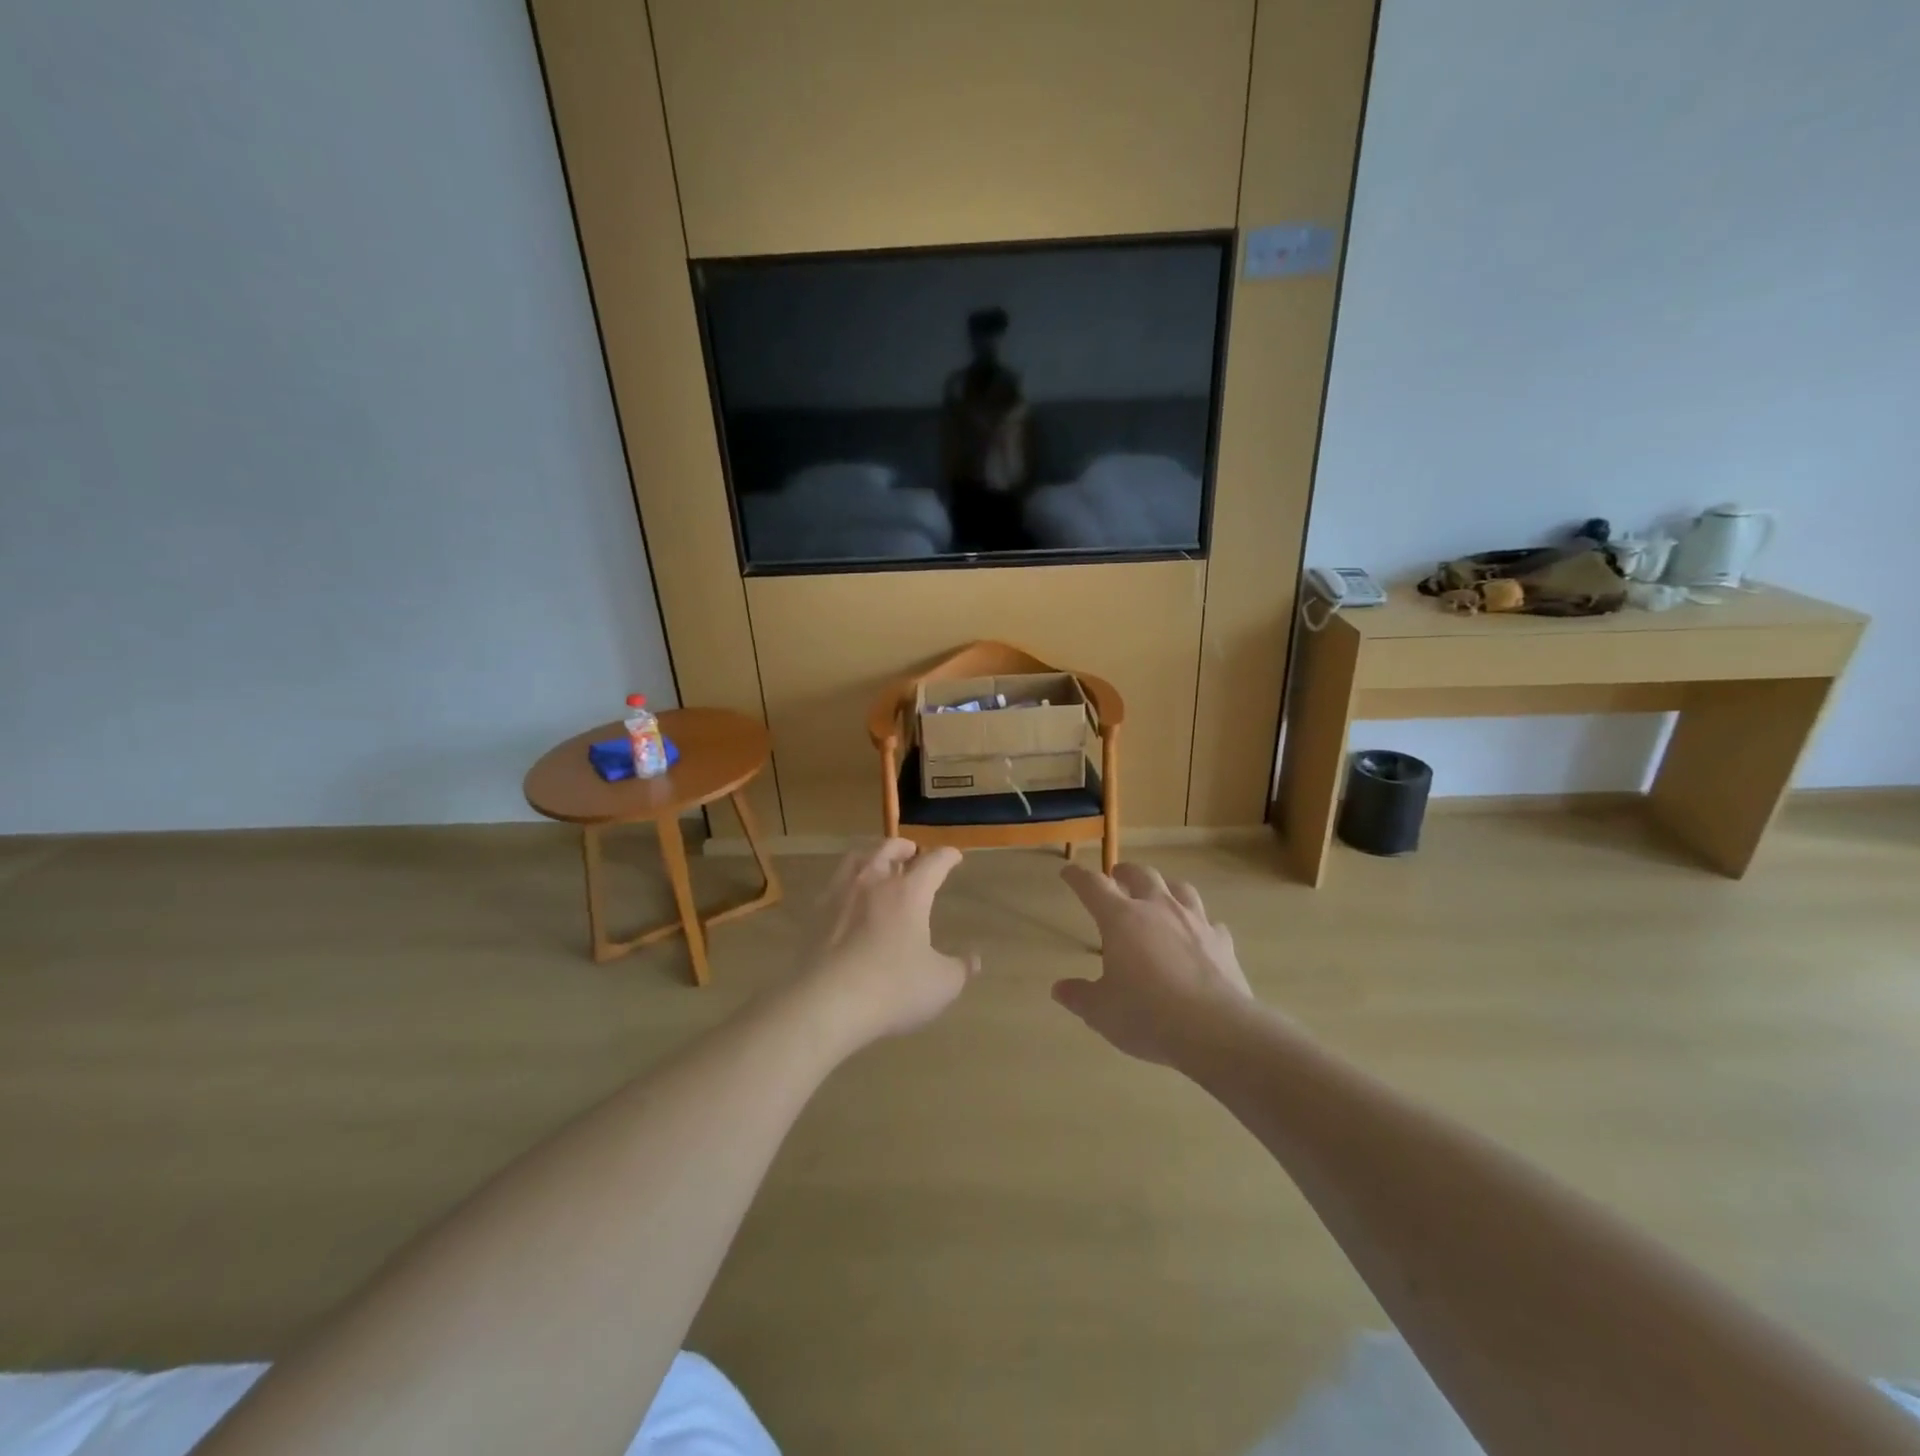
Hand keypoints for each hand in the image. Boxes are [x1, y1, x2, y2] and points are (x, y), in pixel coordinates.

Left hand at [795, 839, 977, 1046]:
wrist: (826, 1003)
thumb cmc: (892, 989)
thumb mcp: (940, 984)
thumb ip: (960, 969)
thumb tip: (973, 959)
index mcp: (909, 893)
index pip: (933, 862)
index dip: (947, 857)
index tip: (954, 856)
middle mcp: (873, 883)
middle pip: (888, 849)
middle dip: (905, 847)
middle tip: (913, 852)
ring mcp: (840, 895)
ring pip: (856, 858)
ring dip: (872, 856)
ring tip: (877, 865)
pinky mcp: (815, 915)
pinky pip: (834, 884)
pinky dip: (847, 882)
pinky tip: (849, 898)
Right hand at [1053, 862, 1252, 1065]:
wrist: (1215, 1030)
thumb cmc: (1147, 1015)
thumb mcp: (1101, 1011)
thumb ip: (1079, 996)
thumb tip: (1059, 989)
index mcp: (1121, 919)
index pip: (1093, 886)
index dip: (1078, 876)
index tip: (1069, 872)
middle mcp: (1158, 910)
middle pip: (1141, 875)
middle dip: (1125, 872)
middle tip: (1117, 876)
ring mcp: (1195, 922)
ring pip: (1180, 889)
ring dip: (1165, 887)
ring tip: (1160, 894)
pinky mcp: (1222, 942)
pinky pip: (1210, 923)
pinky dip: (1200, 924)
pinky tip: (1199, 935)